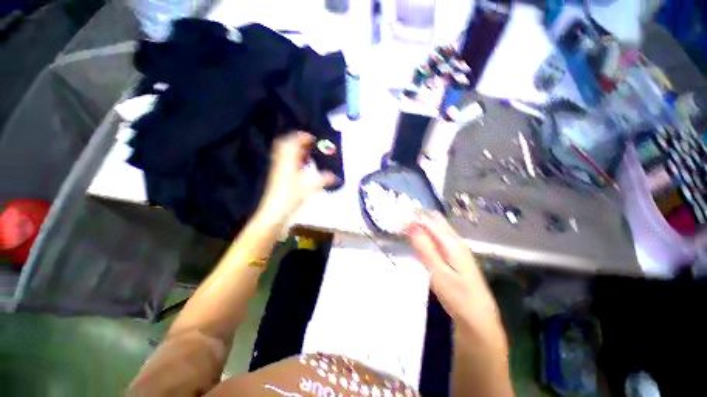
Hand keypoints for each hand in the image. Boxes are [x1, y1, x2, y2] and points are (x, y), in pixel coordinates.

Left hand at [256, 132, 336, 225]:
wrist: (274, 213)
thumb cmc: (291, 198)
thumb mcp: (310, 188)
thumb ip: (323, 180)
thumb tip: (334, 177)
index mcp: (288, 161)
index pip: (292, 142)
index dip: (301, 137)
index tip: (312, 138)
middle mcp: (281, 163)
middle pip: (285, 145)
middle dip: (297, 143)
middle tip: (309, 146)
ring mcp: (278, 170)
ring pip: (285, 154)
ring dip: (296, 152)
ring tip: (307, 156)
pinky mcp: (278, 178)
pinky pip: (285, 164)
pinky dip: (294, 162)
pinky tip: (302, 169)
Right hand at [407, 212, 505, 343]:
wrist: (478, 318)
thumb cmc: (458, 296)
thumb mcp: (438, 272)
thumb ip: (424, 247)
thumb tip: (410, 224)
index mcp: (452, 242)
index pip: (428, 221)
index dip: (412, 219)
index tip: (396, 222)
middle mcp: (455, 241)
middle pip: (435, 221)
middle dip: (417, 218)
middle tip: (400, 223)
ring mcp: (457, 248)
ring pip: (437, 228)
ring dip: (422, 225)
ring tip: (405, 227)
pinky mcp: (455, 256)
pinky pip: (439, 237)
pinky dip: (427, 234)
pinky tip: (420, 239)